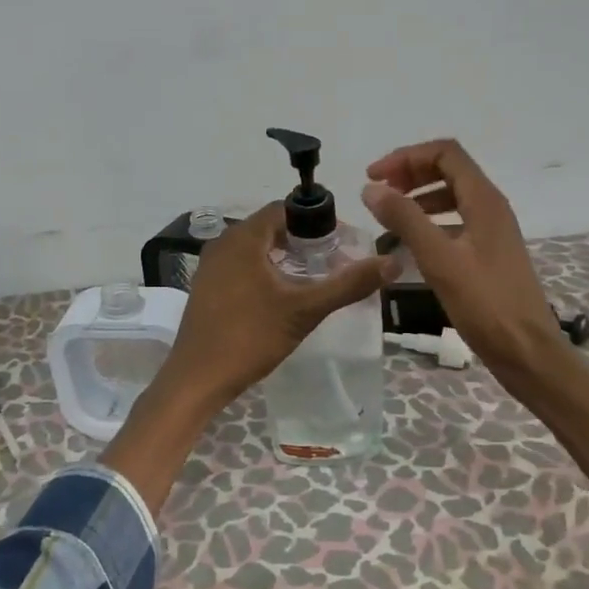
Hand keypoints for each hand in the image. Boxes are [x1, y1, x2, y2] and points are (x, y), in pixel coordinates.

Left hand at [158, 202, 396, 413]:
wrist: (197, 379)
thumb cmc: (250, 337)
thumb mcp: (305, 310)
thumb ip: (348, 284)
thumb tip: (391, 263)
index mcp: (243, 238)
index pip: (285, 209)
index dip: (316, 220)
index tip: (342, 242)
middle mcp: (223, 243)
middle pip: (270, 228)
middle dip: (303, 240)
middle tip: (333, 262)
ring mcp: (211, 266)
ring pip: (255, 248)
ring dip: (284, 257)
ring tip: (313, 280)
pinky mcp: (206, 288)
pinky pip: (241, 266)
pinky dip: (265, 271)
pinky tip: (282, 297)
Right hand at [361, 139, 564, 384]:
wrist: (527, 351)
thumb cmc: (485, 304)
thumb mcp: (439, 260)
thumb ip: (404, 220)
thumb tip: (371, 188)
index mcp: (484, 201)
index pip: (445, 153)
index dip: (406, 157)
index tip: (374, 177)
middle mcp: (491, 208)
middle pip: (448, 170)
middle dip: (410, 173)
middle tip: (378, 193)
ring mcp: (492, 231)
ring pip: (452, 196)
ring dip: (418, 198)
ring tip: (389, 217)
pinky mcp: (489, 253)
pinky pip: (455, 222)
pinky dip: (430, 222)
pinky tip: (411, 244)